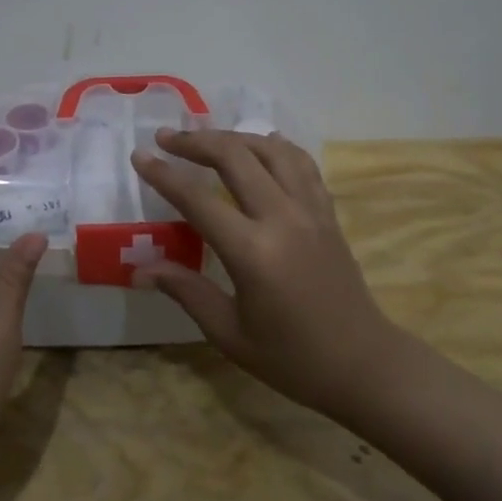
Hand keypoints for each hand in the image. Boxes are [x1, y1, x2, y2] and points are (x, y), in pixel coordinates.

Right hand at [130, 129, 402, 424]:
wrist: (362, 364)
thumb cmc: (291, 358)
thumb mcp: (229, 332)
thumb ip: (186, 290)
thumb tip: (140, 269)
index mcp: (253, 252)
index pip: (197, 199)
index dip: (164, 175)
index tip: (139, 156)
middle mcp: (282, 218)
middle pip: (235, 157)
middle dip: (195, 141)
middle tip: (165, 137)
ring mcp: (310, 210)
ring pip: (271, 150)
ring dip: (234, 137)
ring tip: (206, 138)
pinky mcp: (328, 212)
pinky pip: (301, 163)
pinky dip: (276, 146)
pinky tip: (261, 143)